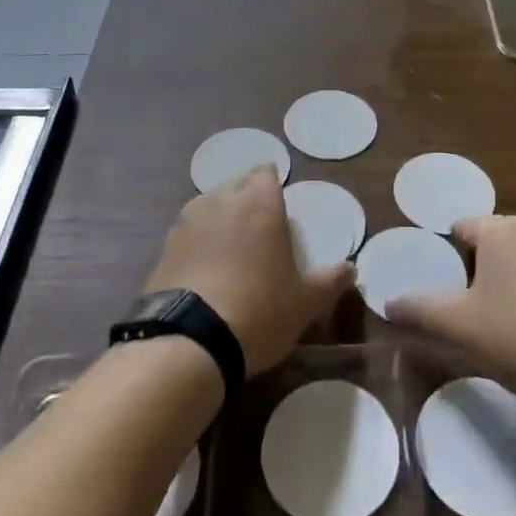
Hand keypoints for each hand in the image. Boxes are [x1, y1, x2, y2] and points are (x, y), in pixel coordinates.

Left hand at [143, 166, 354, 373]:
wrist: (188, 342)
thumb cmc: (258, 312)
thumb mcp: (305, 303)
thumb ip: (330, 281)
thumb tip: (351, 268)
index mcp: (259, 204)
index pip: (266, 173)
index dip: (273, 185)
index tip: (280, 206)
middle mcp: (222, 201)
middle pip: (236, 184)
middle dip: (247, 197)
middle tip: (260, 228)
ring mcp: (188, 221)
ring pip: (209, 204)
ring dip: (220, 216)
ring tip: (230, 246)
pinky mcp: (164, 246)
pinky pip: (188, 231)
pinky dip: (198, 240)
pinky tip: (204, 267)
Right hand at [386, 215, 515, 407]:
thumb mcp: (458, 327)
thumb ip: (419, 311)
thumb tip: (388, 304)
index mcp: (500, 231)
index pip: (463, 227)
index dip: (451, 256)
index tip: (450, 291)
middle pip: (495, 240)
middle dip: (482, 267)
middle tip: (475, 309)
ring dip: (514, 278)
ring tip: (509, 322)